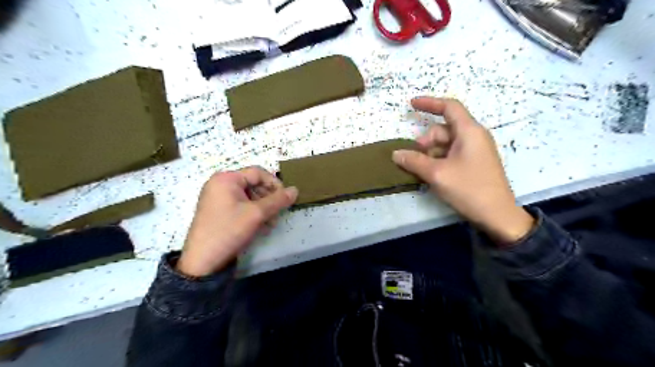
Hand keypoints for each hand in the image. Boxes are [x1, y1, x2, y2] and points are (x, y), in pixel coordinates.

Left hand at [174, 167, 297, 276]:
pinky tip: (261, 227)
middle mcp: (220, 184)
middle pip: (254, 184)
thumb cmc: (229, 230)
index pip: (258, 173)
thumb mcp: (257, 214)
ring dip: (263, 208)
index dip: (275, 184)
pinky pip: (241, 206)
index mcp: (226, 179)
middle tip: (278, 214)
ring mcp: (218, 198)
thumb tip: (295, 190)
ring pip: (249, 197)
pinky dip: (253, 213)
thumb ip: (278, 200)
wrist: (202, 261)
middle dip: (269, 199)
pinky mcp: (218, 211)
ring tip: (271, 223)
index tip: (286, 199)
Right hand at [391, 97, 534, 246]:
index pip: (449, 107)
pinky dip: (438, 161)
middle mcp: (473, 137)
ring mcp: (475, 151)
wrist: (497, 215)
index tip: (411, 104)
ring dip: (429, 154)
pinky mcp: (473, 164)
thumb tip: (396, 154)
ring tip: (421, 171)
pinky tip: (430, 175)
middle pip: (443, 129)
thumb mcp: (436, 174)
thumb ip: (414, 161)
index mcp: (469, 132)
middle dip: (425, 141)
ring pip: (445, 144)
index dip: (429, 103)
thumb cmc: (469, 189)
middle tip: (414, 159)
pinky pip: (451, 155)